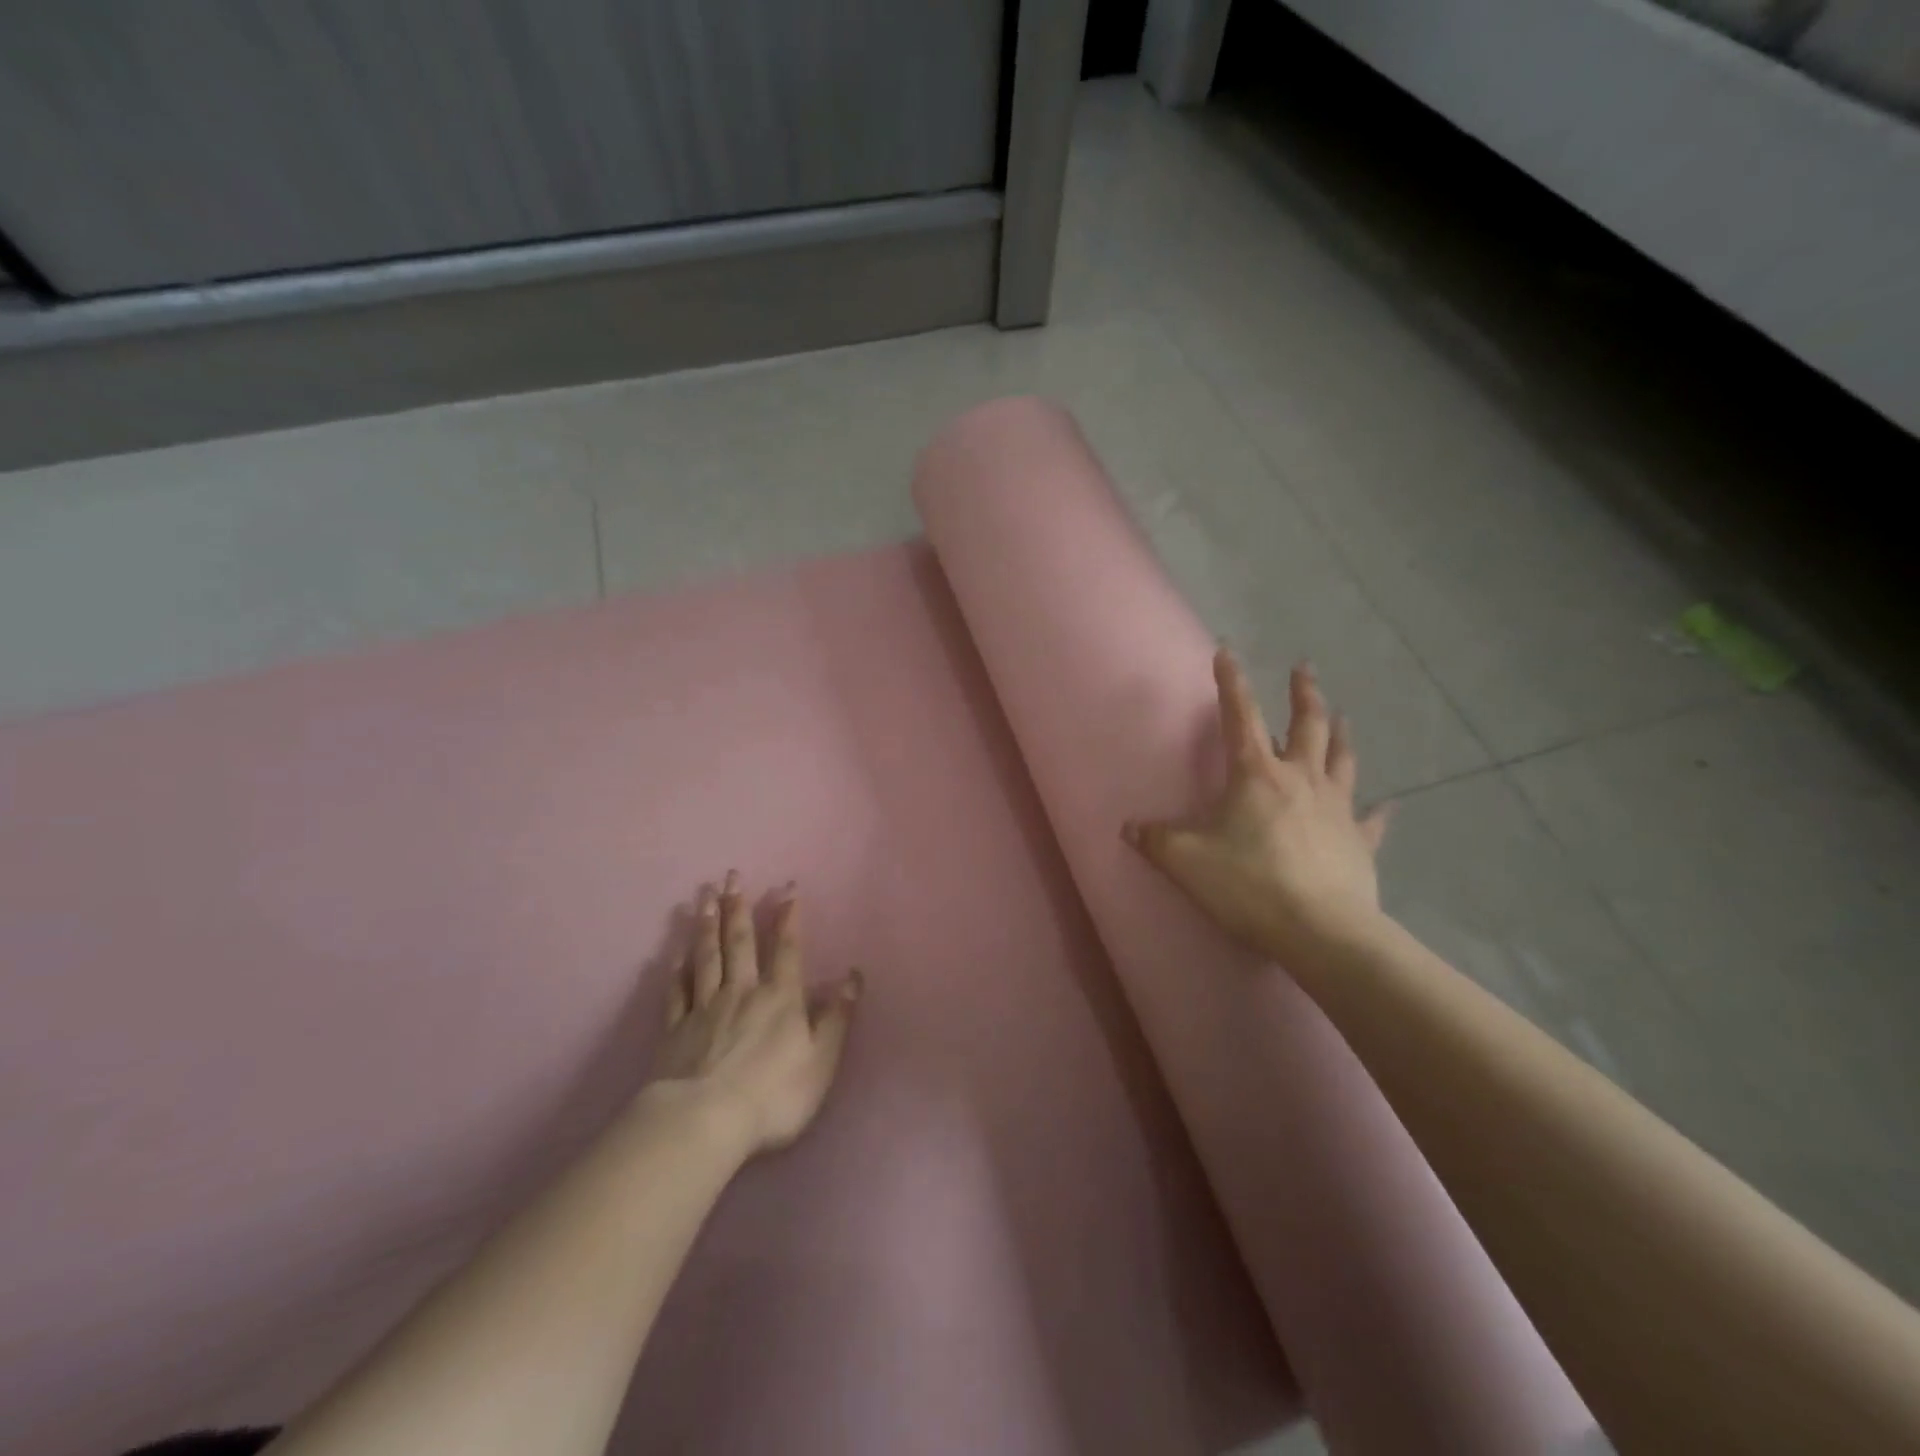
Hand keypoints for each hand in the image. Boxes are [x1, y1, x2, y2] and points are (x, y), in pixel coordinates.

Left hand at [650, 872, 862, 1156]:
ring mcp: (704, 1009)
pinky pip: (676, 992)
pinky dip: (676, 970)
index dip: (788, 917)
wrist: (704, 1123)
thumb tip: (853, 975)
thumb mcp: (821, 1059)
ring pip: (706, 957)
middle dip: (738, 906)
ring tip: (704, 895)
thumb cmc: (773, 1094)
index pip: (787, 948)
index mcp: (779, 998)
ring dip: (706, 925)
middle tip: (732, 875)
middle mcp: (742, 992)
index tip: (787, 886)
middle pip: (739, 942)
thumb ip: (836, 1016)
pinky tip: (674, 953)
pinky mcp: (675, 1031)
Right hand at [1123, 651, 1390, 958]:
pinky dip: (1377, 811)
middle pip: (1307, 725)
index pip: (1240, 716)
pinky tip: (1388, 805)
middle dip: (1303, 693)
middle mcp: (1301, 779)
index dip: (1231, 682)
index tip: (1227, 651)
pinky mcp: (1359, 842)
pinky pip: (1371, 820)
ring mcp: (1336, 809)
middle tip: (1304, 668)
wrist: (1320, 931)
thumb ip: (1155, 840)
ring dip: (1339, 734)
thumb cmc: (1248, 884)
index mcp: (1256, 775)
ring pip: (1342, 759)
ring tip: (1341, 715)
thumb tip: (1128, 828)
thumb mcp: (1185, 861)